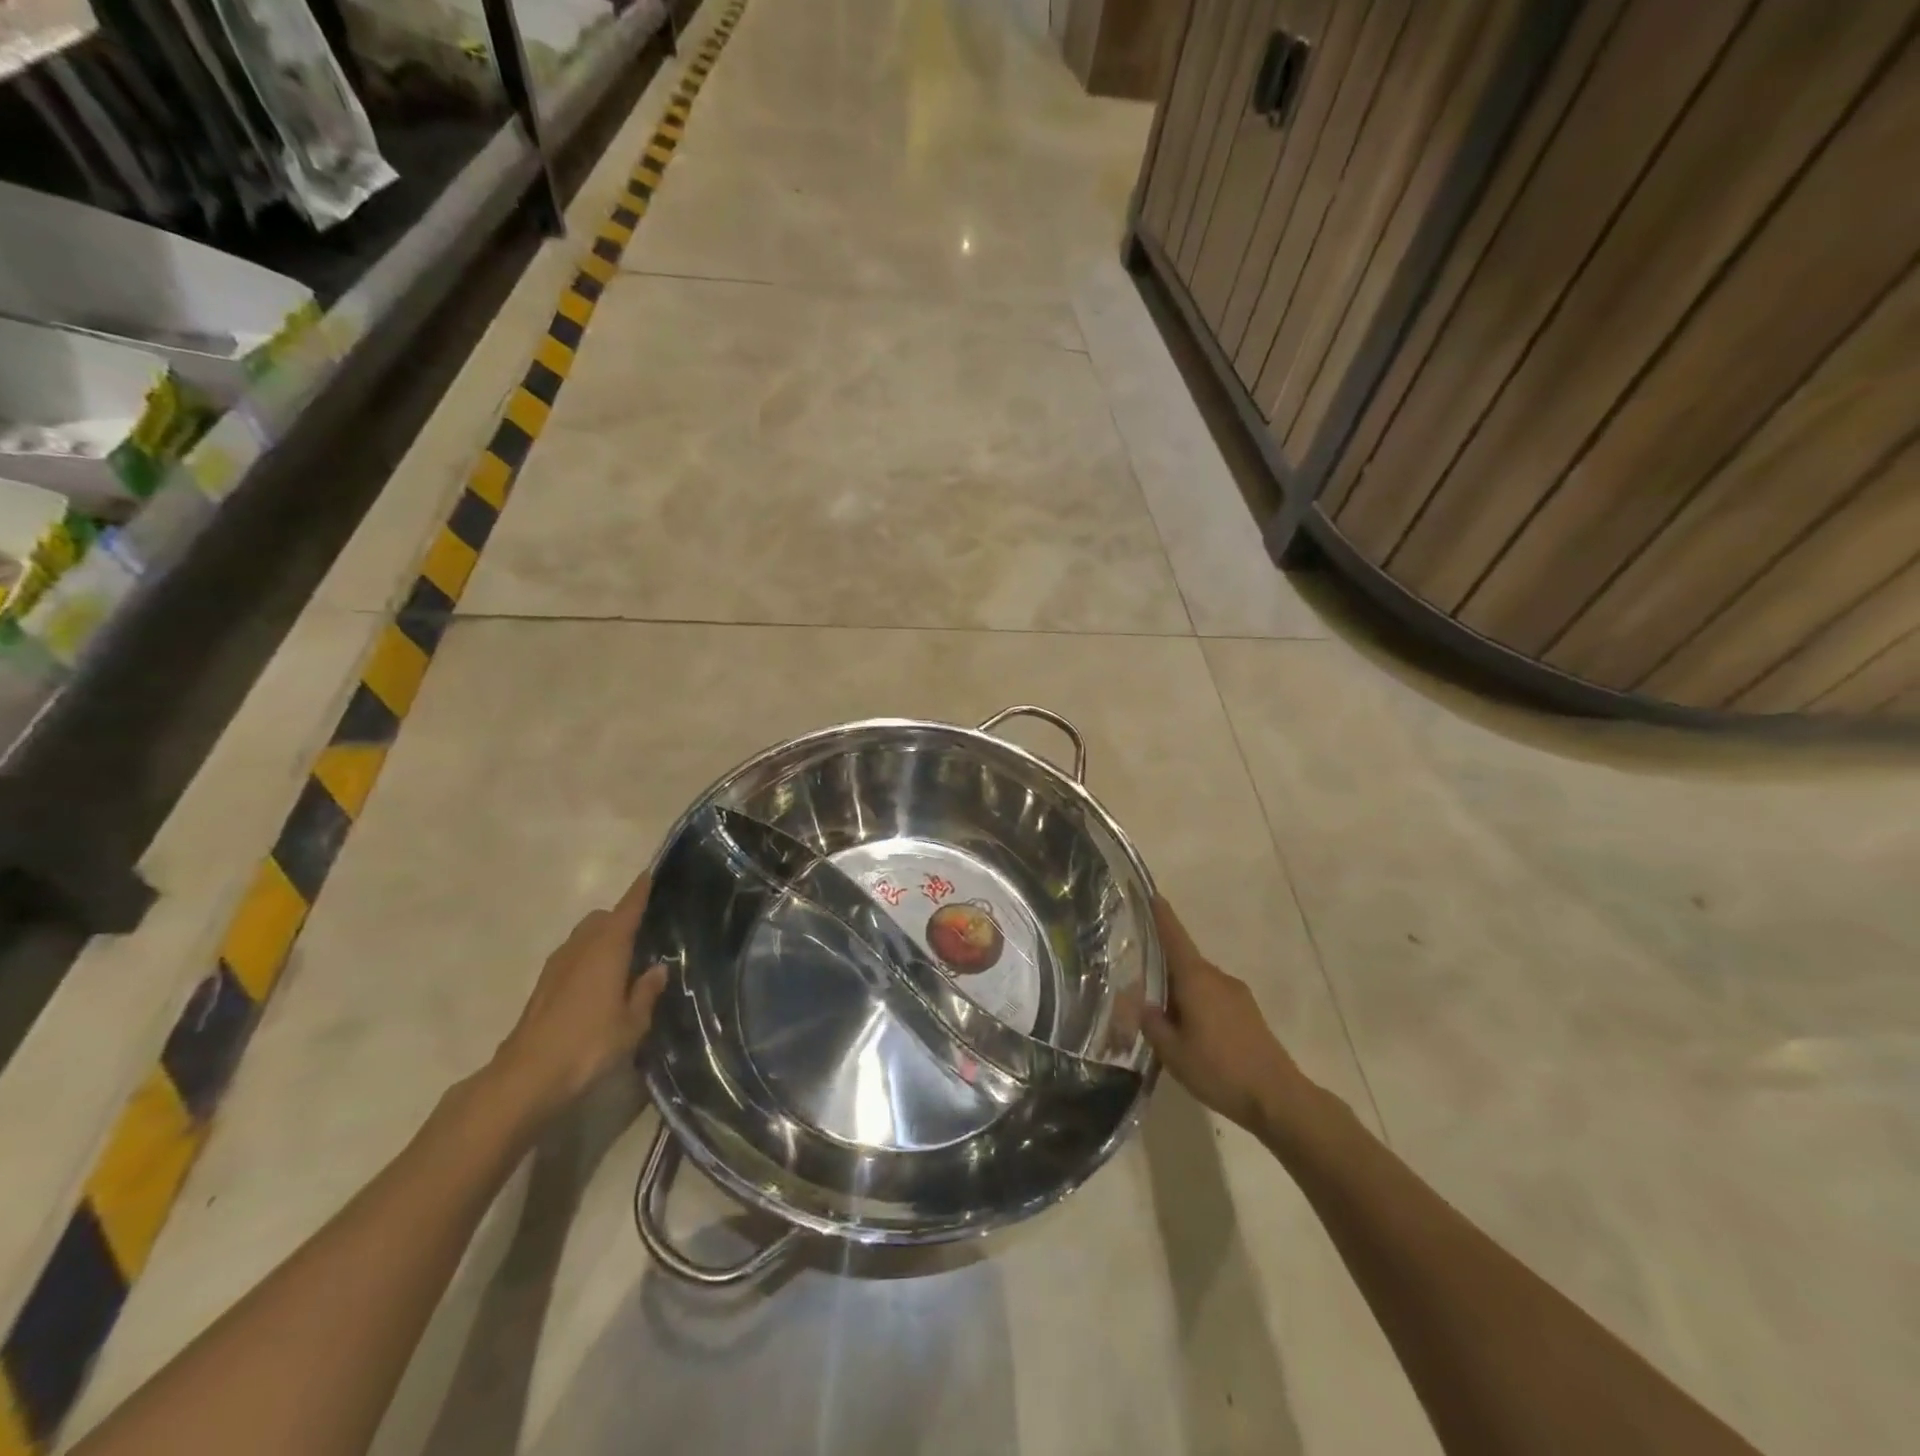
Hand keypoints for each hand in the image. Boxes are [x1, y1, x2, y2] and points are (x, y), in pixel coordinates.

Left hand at [489, 870, 668, 1121]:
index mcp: (607, 949)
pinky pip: (572, 957)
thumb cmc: (588, 1045)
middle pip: (601, 919)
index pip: (627, 909)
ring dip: (602, 939)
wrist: (526, 1077)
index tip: (650, 874)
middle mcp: (580, 948)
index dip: (640, 892)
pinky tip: (598, 984)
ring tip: (623, 960)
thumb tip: (657, 969)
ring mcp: (556, 967)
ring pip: (583, 937)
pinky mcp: (542, 987)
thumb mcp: (632, 1024)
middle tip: (643, 933)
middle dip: (620, 917)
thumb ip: (646, 993)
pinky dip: (587, 958)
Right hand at [1142, 897, 1307, 1133]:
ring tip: (1160, 1012)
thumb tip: (1141, 1002)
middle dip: (1162, 965)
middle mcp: (1217, 978)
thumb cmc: (1219, 1070)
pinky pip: (1213, 997)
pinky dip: (1197, 1004)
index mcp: (1196, 979)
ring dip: (1180, 990)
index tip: (1151, 894)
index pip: (1175, 938)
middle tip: (1137, 975)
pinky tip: (1189, 1030)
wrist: (1278, 1099)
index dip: (1162, 916)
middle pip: (1184, 962)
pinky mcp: (1248, 1014)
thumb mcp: (1172, 1052)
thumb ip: (1151, 1023)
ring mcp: (1237, 995)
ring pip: (1199, 983)